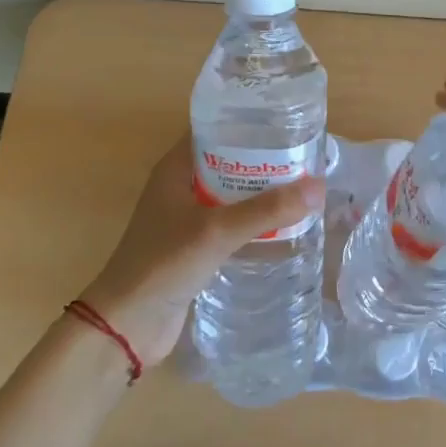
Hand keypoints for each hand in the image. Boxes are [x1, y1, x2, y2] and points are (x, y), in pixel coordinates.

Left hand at [80, 134, 323, 365]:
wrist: (126, 327)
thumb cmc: (163, 265)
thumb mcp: (217, 231)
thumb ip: (267, 210)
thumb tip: (318, 186)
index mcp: (176, 168)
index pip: (214, 128)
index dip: (247, 121)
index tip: (285, 119)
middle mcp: (181, 186)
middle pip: (228, 159)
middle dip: (263, 157)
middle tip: (304, 153)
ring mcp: (187, 217)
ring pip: (232, 192)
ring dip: (261, 190)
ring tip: (303, 184)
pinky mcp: (196, 246)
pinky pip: (231, 221)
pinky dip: (254, 218)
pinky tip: (284, 223)